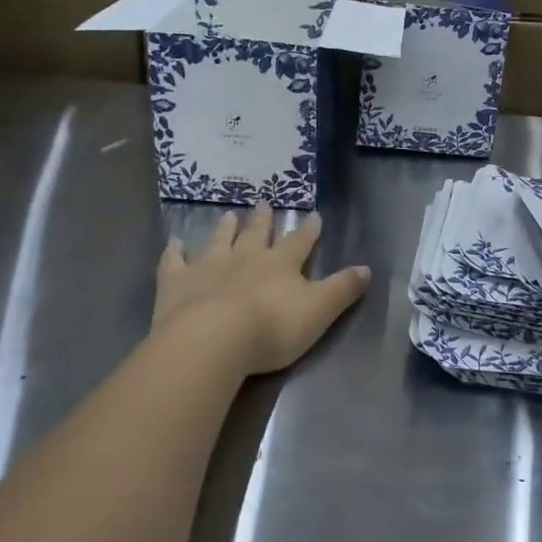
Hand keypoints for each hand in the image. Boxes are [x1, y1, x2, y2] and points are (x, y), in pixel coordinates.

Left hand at [153, 204, 369, 375]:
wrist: (213, 339)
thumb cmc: (272, 328)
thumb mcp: (319, 311)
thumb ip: (342, 290)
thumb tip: (367, 269)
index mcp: (281, 265)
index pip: (300, 242)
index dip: (309, 230)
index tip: (314, 215)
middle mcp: (245, 257)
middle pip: (256, 233)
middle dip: (263, 219)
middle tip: (264, 202)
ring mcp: (208, 266)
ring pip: (219, 240)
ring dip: (225, 227)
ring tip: (228, 214)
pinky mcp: (176, 283)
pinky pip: (175, 262)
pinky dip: (175, 251)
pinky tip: (174, 243)